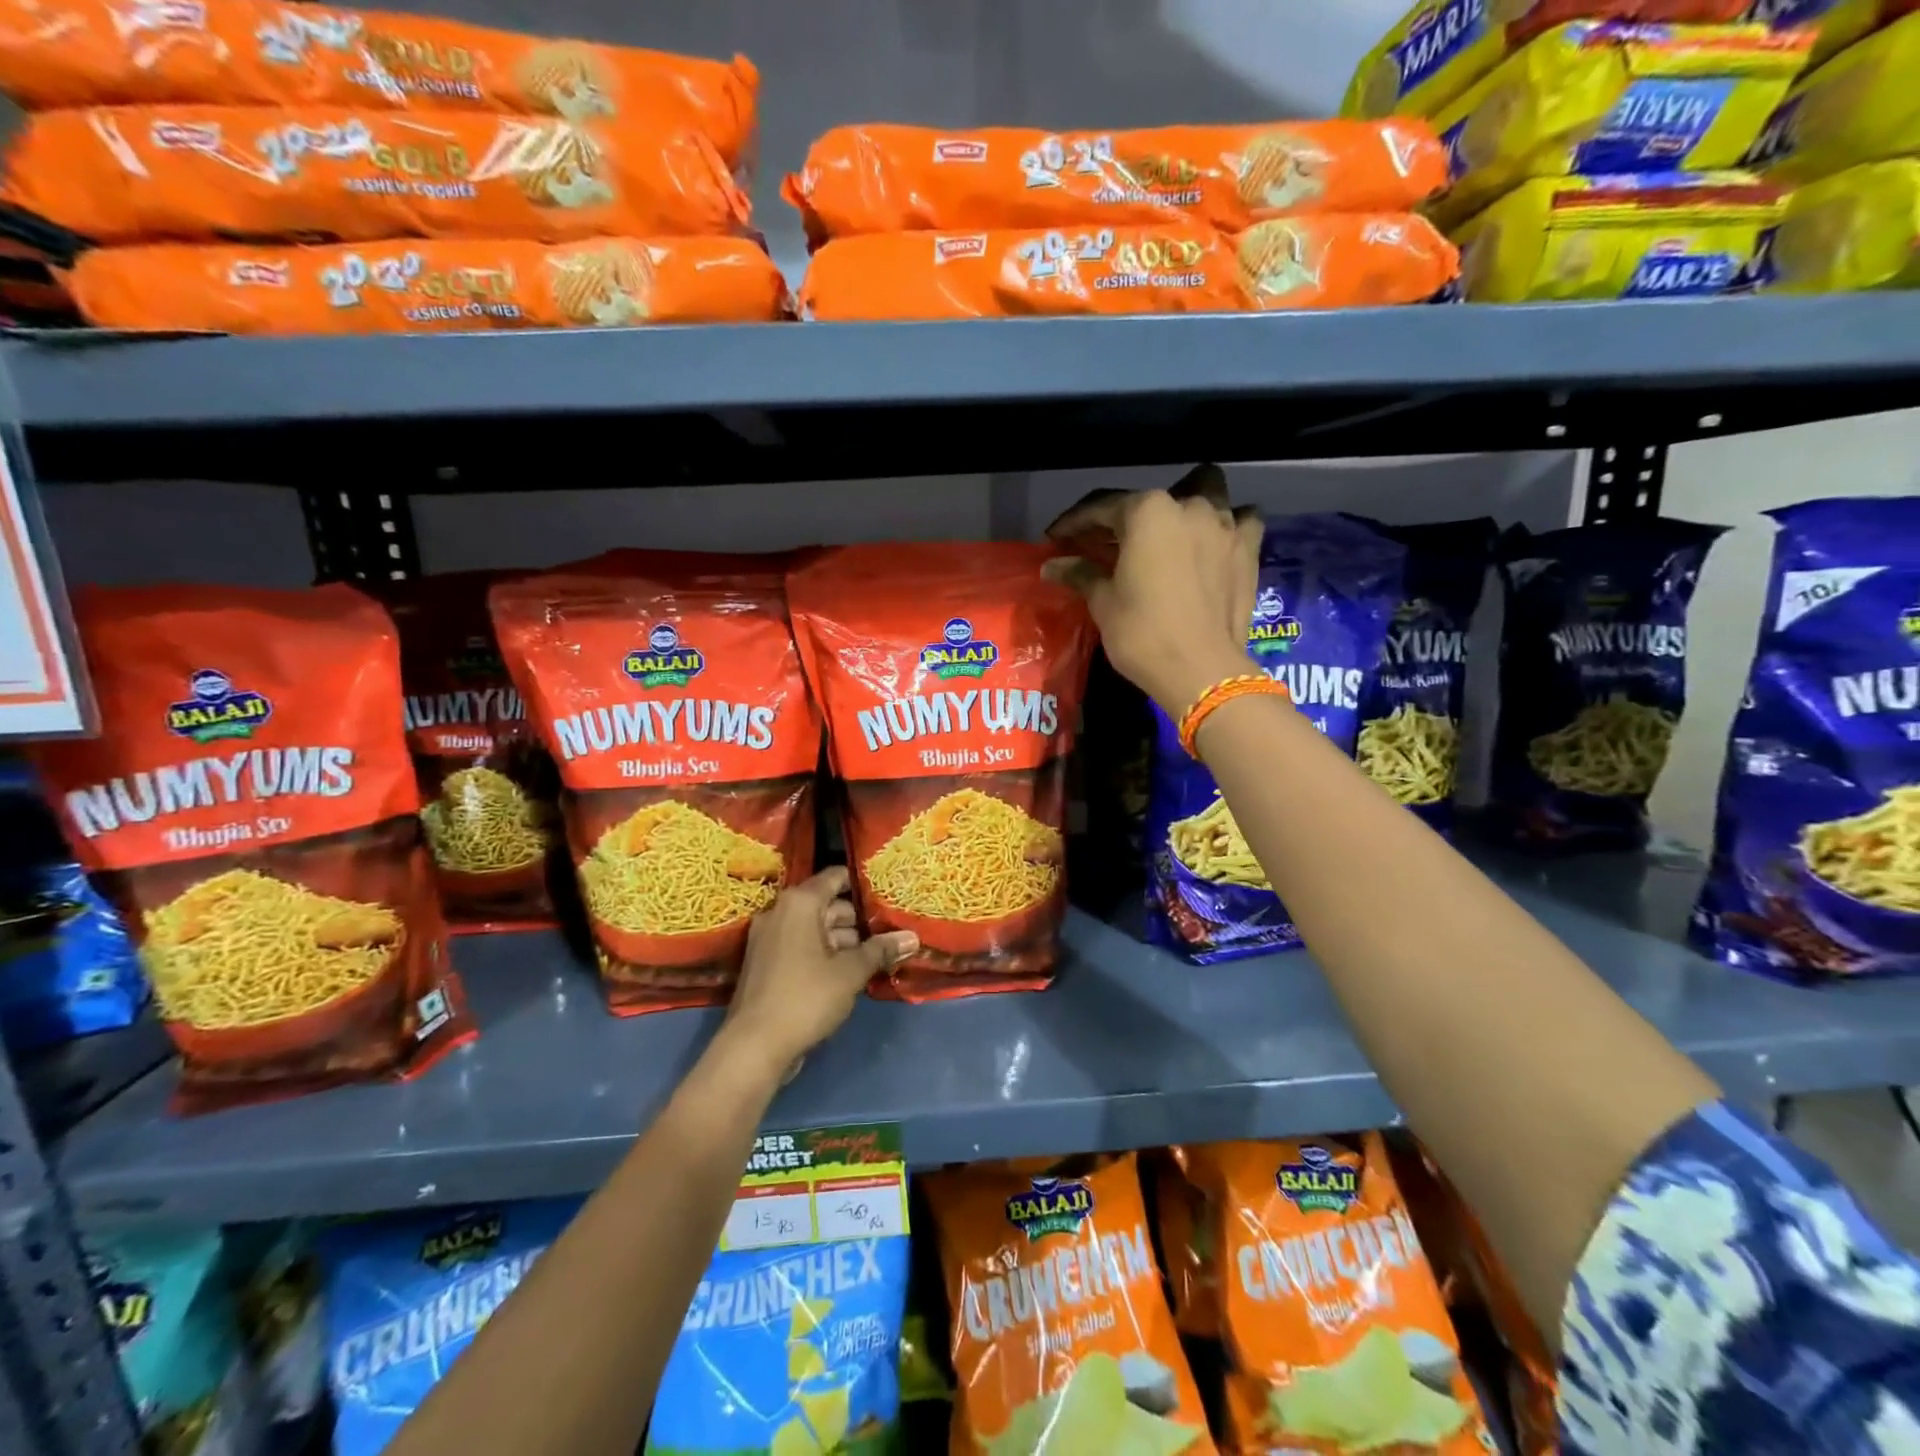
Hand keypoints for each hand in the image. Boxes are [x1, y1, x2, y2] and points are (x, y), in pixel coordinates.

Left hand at [722, 867, 916, 1078]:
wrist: (753, 1047)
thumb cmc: (806, 998)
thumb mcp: (850, 973)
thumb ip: (881, 950)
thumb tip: (913, 937)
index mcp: (799, 903)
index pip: (835, 877)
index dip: (863, 883)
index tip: (888, 894)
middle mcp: (780, 912)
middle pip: (827, 905)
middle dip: (858, 921)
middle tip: (890, 933)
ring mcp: (769, 939)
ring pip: (815, 929)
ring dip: (844, 942)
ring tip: (876, 957)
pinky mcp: (766, 964)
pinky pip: (802, 947)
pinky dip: (824, 955)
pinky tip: (850, 973)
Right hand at [1044, 465, 1262, 715]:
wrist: (1201, 670)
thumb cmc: (1142, 633)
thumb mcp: (1103, 602)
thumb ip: (1081, 574)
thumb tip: (1052, 565)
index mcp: (1147, 511)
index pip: (1101, 507)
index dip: (1074, 522)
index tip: (1056, 537)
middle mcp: (1188, 506)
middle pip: (1149, 502)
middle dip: (1125, 519)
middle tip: (1107, 544)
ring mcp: (1225, 525)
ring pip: (1204, 495)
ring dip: (1182, 510)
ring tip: (1167, 533)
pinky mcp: (1248, 549)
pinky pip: (1242, 521)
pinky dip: (1227, 525)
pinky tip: (1214, 540)